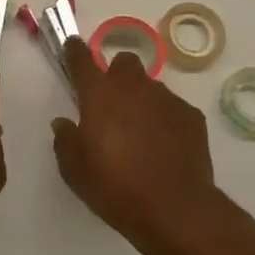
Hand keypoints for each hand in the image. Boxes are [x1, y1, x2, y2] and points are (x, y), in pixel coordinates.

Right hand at [52, 36, 217, 248]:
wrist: (174, 208)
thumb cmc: (115, 187)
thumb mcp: (75, 171)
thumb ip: (65, 140)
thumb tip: (64, 123)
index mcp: (99, 94)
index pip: (82, 59)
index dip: (74, 51)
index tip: (72, 47)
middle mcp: (133, 87)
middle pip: (124, 61)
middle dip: (116, 73)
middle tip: (111, 101)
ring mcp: (166, 99)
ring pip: (150, 85)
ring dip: (141, 99)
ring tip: (140, 131)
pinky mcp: (191, 116)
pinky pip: (173, 108)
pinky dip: (165, 119)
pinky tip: (164, 145)